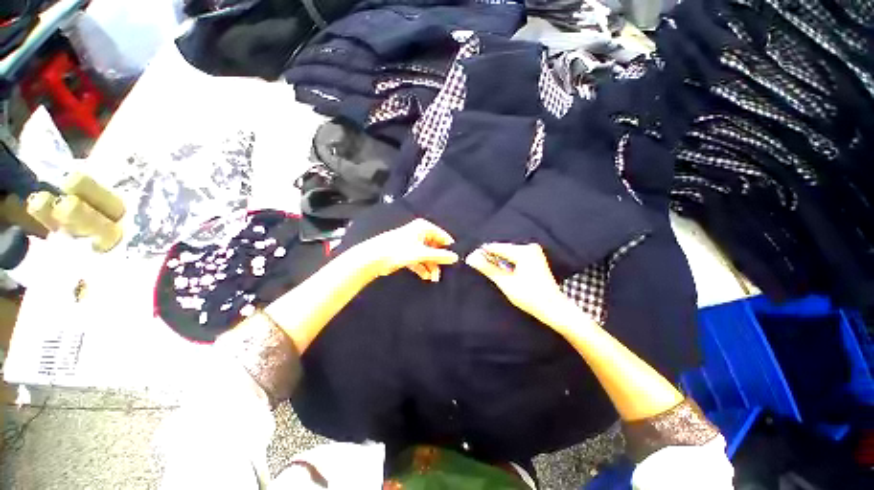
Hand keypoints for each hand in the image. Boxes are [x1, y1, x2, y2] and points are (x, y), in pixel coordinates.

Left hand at [357, 219, 458, 281]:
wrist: (375, 258)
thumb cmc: (400, 250)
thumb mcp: (422, 253)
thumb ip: (440, 256)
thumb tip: (456, 257)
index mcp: (423, 227)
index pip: (442, 236)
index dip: (448, 248)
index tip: (454, 261)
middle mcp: (419, 233)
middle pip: (434, 247)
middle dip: (438, 261)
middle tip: (441, 273)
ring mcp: (412, 243)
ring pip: (427, 255)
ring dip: (431, 266)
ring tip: (433, 278)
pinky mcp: (406, 253)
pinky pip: (419, 260)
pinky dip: (422, 268)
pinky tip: (426, 277)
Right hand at [465, 243, 567, 324]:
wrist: (553, 308)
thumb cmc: (529, 297)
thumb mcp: (505, 282)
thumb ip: (488, 268)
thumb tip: (471, 258)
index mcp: (524, 251)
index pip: (497, 247)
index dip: (483, 253)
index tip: (471, 258)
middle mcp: (530, 247)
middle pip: (503, 249)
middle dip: (491, 257)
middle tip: (477, 264)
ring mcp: (534, 252)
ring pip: (509, 253)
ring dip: (499, 260)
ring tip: (487, 268)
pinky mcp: (536, 258)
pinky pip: (516, 256)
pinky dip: (507, 262)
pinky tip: (501, 270)